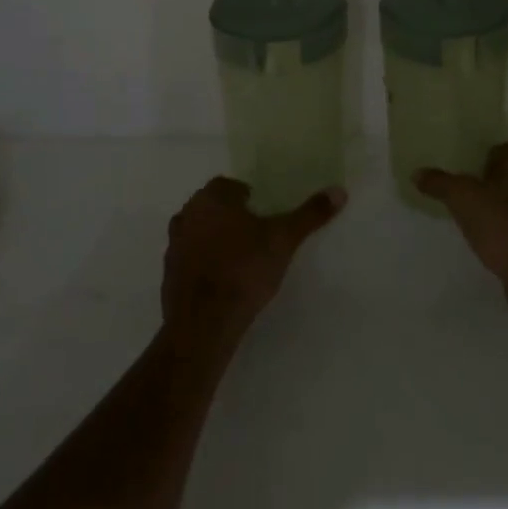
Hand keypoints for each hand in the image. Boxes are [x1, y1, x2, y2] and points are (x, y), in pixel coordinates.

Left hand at [162, 177, 344, 347]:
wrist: (204, 324)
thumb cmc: (244, 269)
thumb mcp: (284, 239)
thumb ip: (310, 214)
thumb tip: (339, 190)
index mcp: (212, 199)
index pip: (228, 185)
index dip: (246, 195)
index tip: (262, 211)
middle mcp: (187, 215)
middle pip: (210, 206)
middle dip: (229, 215)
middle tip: (253, 232)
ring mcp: (173, 247)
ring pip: (197, 232)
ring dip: (213, 239)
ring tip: (238, 257)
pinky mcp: (168, 277)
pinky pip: (189, 260)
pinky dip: (202, 264)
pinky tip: (221, 280)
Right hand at [416, 141, 507, 313]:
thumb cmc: (502, 225)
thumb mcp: (462, 199)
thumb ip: (440, 183)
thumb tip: (417, 173)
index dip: (491, 153)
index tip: (471, 167)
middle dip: (496, 179)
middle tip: (470, 190)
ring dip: (505, 204)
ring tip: (479, 216)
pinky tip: (496, 239)